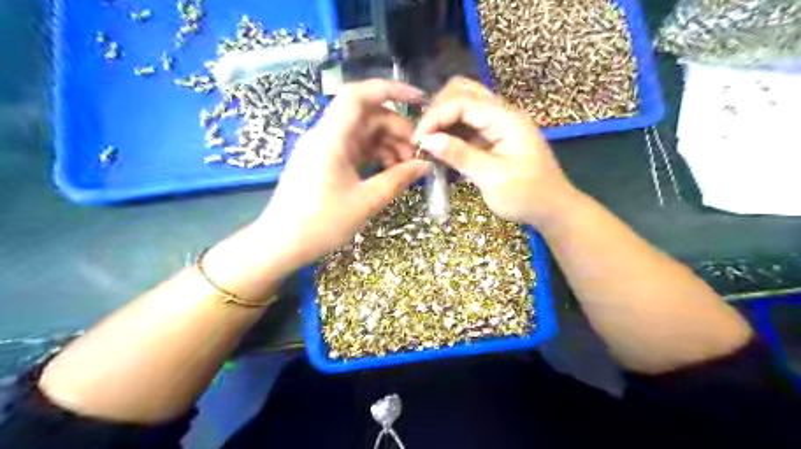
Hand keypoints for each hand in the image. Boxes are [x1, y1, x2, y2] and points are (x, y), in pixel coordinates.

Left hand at [250, 79, 430, 270]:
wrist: (281, 243)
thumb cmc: (322, 223)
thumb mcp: (366, 201)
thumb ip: (398, 179)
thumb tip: (425, 165)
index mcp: (331, 137)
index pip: (359, 95)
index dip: (391, 90)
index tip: (419, 101)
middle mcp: (325, 135)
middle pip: (366, 116)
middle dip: (395, 129)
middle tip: (417, 153)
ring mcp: (323, 148)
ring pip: (362, 133)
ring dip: (387, 144)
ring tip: (406, 167)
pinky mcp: (324, 161)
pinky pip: (354, 148)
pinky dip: (374, 155)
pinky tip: (389, 172)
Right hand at [412, 76, 575, 226]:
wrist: (553, 209)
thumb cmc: (527, 196)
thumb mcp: (493, 178)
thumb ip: (460, 155)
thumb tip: (427, 140)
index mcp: (506, 119)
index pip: (463, 101)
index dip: (436, 116)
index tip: (418, 140)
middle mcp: (502, 114)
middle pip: (463, 92)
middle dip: (438, 111)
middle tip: (424, 138)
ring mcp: (498, 124)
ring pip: (463, 106)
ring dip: (443, 120)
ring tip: (429, 143)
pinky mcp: (493, 137)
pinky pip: (467, 125)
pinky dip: (451, 133)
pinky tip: (441, 149)